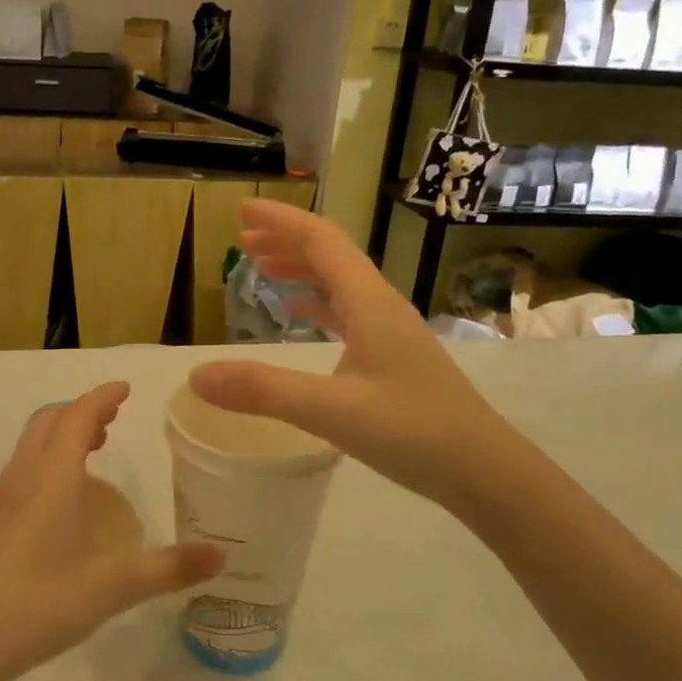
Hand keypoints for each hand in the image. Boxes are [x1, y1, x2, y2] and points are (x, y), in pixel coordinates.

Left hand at [0, 383, 223, 680]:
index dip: (102, 397)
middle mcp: (23, 477)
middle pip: (49, 421)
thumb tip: (221, 556)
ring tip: (94, 446)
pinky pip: (23, 466)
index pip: (77, 416)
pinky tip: (64, 495)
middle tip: (114, 417)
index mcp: (53, 478)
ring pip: (32, 443)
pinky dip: (48, 457)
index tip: (126, 389)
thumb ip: (169, 568)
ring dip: (62, 432)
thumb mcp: (115, 587)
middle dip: (82, 410)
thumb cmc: (43, 603)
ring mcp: (2, 498)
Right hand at [189, 200, 496, 511]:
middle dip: (285, 240)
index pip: (321, 241)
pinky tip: (302, 314)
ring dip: (301, 269)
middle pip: (330, 255)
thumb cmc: (413, 432)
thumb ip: (262, 391)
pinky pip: (349, 312)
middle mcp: (381, 306)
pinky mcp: (394, 357)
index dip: (280, 221)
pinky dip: (318, 303)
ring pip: (341, 283)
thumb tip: (197, 376)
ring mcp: (391, 332)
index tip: (241, 210)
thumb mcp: (330, 410)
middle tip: (242, 239)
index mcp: (370, 303)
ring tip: (262, 268)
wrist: (484, 470)